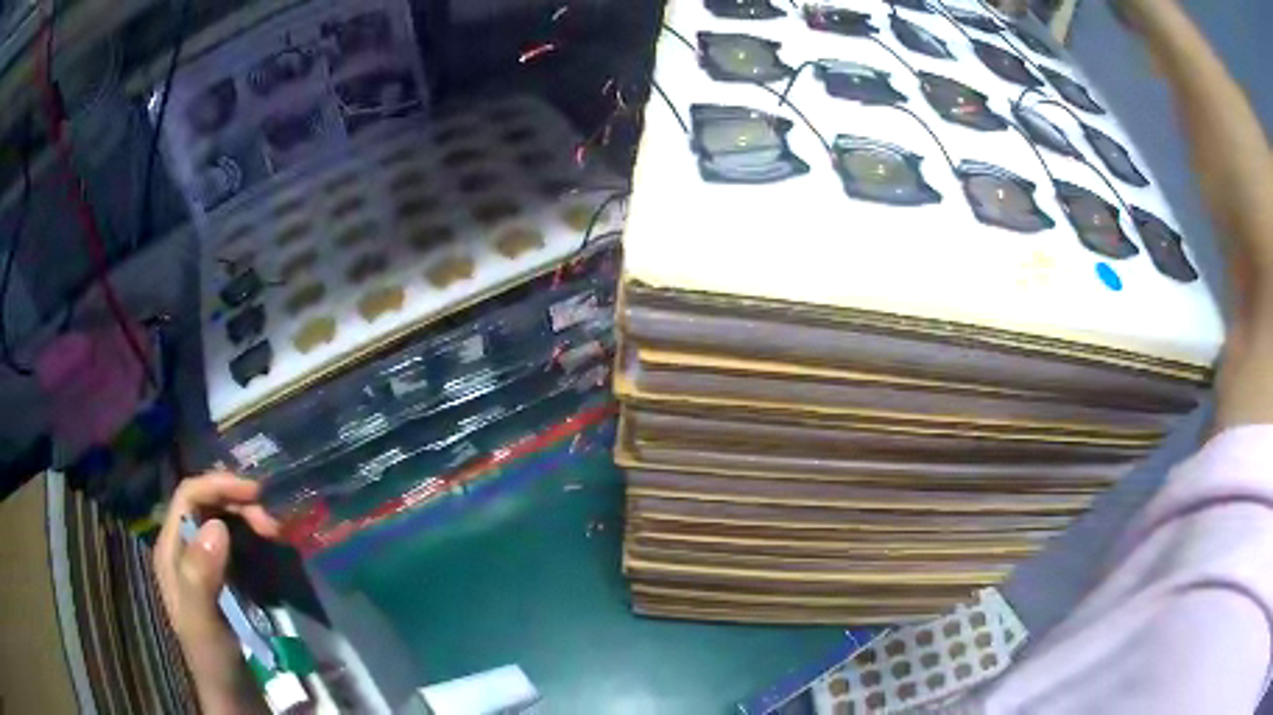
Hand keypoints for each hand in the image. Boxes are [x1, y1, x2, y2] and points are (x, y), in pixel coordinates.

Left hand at [154, 472, 279, 713]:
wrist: (234, 694)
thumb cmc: (213, 659)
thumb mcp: (203, 622)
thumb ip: (200, 577)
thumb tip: (215, 526)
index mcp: (170, 550)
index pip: (188, 496)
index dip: (218, 485)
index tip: (256, 494)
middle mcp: (184, 548)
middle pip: (207, 503)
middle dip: (238, 503)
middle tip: (271, 523)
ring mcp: (203, 562)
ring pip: (222, 519)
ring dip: (248, 517)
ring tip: (274, 533)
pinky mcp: (223, 576)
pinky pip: (235, 541)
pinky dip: (252, 535)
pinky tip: (268, 545)